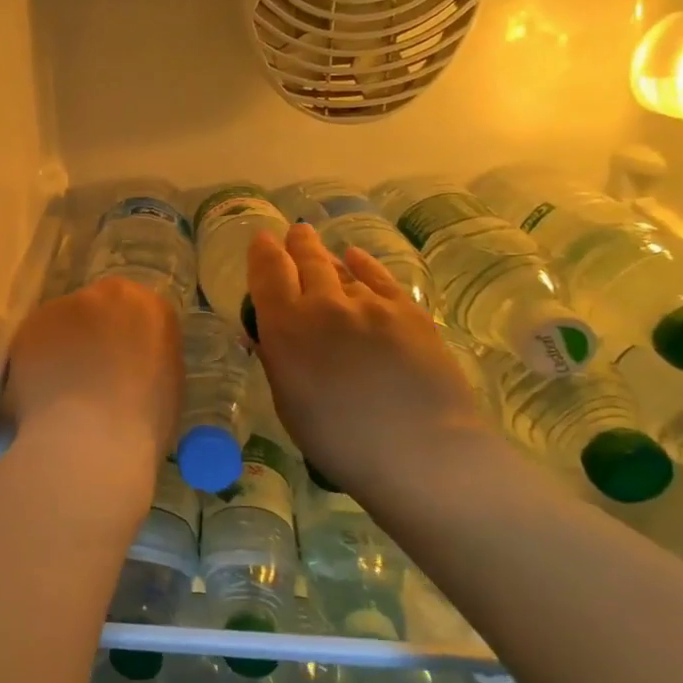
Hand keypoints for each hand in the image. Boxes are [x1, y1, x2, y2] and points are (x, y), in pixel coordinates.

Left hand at [3, 276, 181, 463]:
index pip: (135, 312)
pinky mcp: (28, 327)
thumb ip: (145, 357)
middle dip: (91, 335)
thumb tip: (128, 362)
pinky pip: (33, 343)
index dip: (124, 339)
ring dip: (61, 348)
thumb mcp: (165, 383)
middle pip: (95, 309)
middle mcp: (105, 295)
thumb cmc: (142, 422)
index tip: (119, 364)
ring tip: (60, 390)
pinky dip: (35, 363)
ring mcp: (62, 307)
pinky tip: (40, 394)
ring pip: (60, 324)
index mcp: (148, 307)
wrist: (90, 438)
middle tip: (87, 374)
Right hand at [247, 224, 485, 498]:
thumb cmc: (338, 440)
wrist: (420, 450)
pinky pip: (380, 278)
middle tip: (294, 233)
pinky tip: (356, 257)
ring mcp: (370, 304)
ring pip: (342, 269)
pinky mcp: (408, 311)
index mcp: (286, 328)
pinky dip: (364, 264)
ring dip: (326, 257)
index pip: (268, 275)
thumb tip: (266, 334)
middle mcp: (324, 305)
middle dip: (296, 245)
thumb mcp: (289, 403)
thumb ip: (276, 360)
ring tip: (319, 248)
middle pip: (306, 262)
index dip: (262, 253)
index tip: (262, 239)